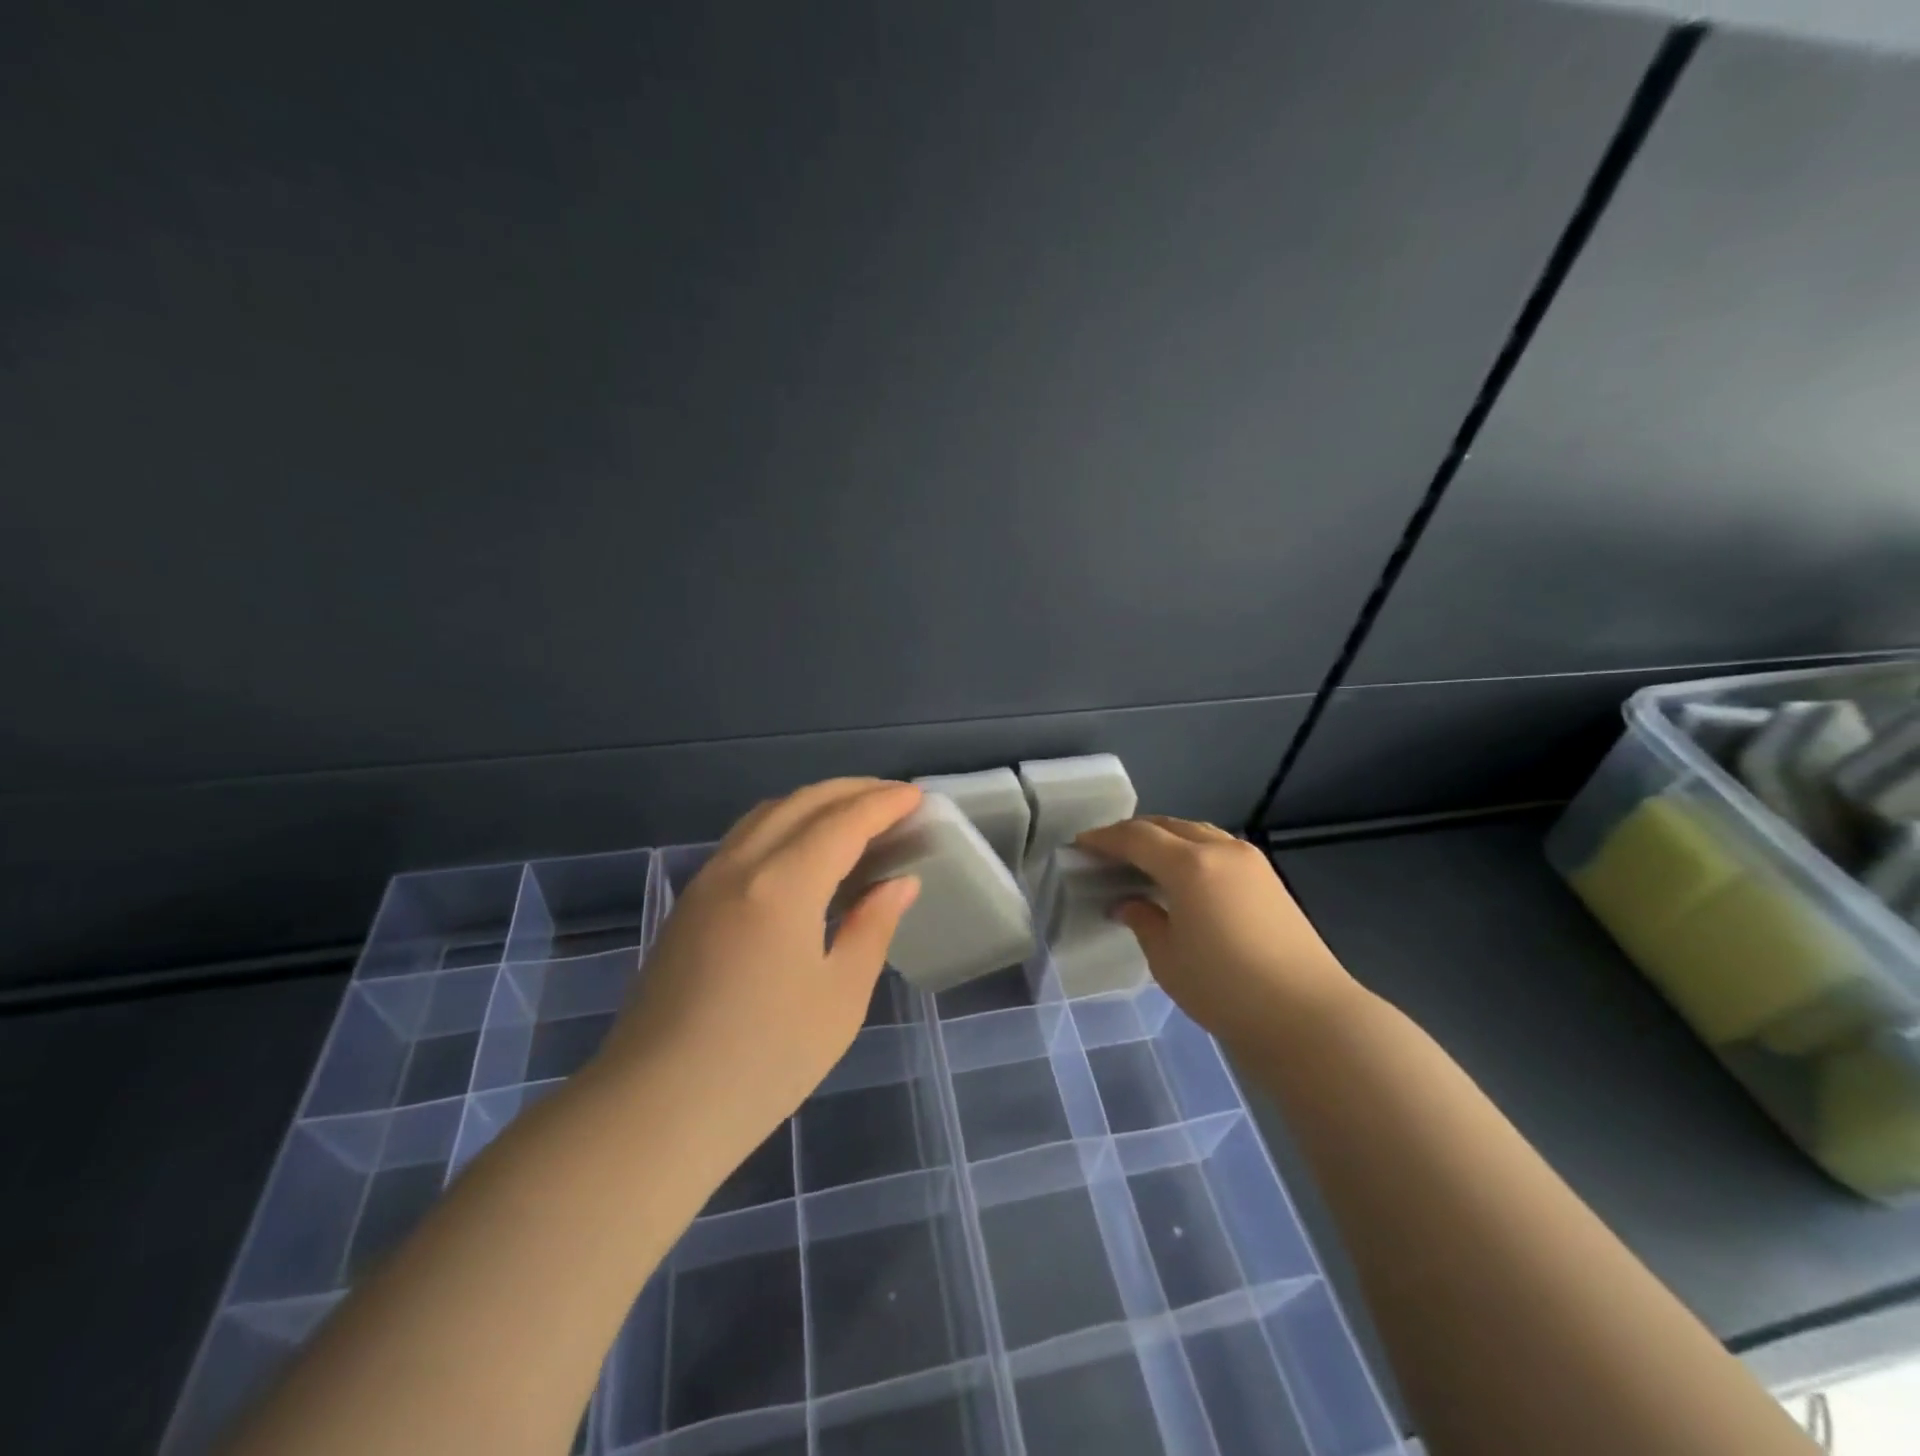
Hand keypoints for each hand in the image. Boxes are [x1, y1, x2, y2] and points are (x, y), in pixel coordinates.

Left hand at [595, 779, 922, 1160]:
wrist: (655, 1110)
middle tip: (892, 799)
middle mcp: (741, 866)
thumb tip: (898, 883)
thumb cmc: (764, 1060)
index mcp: (783, 884)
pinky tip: (802, 852)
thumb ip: (872, 927)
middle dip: (851, 791)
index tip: (916, 797)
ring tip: (852, 816)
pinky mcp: (688, 905)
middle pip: (801, 803)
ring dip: (814, 803)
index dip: (883, 804)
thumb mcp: (840, 997)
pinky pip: (743, 839)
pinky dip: (783, 825)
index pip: (843, 822)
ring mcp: (706, 882)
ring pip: (766, 815)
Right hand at [1075, 815, 1359, 1048]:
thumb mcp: (1167, 958)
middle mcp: (1220, 849)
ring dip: (1165, 838)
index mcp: (1189, 864)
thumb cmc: (1225, 989)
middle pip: (1167, 826)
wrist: (1307, 1015)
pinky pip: (1217, 847)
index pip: (1136, 837)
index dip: (1104, 838)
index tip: (1080, 844)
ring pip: (1196, 832)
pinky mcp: (1268, 878)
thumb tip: (1127, 903)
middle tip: (1106, 851)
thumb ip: (1142, 920)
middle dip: (1133, 834)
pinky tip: (1181, 875)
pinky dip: (1191, 850)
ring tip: (1141, 860)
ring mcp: (1250, 860)